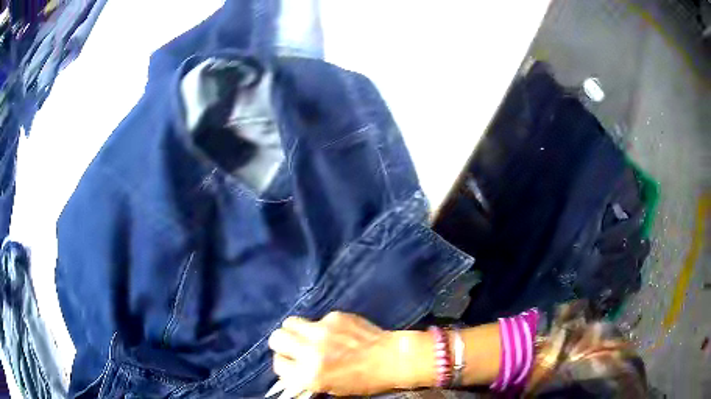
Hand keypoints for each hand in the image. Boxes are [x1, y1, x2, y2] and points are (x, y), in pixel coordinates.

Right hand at [267, 311, 432, 395]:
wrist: (392, 359)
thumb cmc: (364, 380)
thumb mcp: (331, 388)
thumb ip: (306, 377)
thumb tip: (291, 367)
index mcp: (309, 375)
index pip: (278, 364)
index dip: (284, 364)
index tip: (292, 363)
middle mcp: (311, 351)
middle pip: (277, 338)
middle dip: (282, 344)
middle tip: (294, 347)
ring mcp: (322, 331)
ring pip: (290, 322)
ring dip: (295, 331)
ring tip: (308, 336)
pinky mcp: (335, 316)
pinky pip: (317, 319)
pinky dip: (321, 326)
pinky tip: (337, 333)